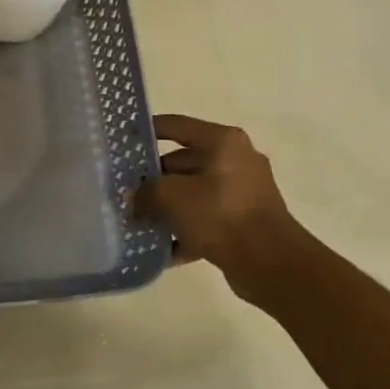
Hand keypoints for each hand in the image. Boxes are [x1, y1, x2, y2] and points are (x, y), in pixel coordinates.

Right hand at [132, 115, 301, 302]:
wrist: (269, 262)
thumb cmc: (220, 214)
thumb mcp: (171, 196)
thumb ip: (145, 192)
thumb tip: (134, 198)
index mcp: (222, 142)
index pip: (175, 126)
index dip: (146, 131)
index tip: (120, 141)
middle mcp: (234, 160)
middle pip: (182, 162)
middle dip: (152, 179)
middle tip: (123, 190)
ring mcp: (241, 192)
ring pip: (191, 193)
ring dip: (165, 207)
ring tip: (135, 220)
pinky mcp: (242, 221)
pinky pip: (204, 219)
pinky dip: (183, 231)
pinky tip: (158, 248)